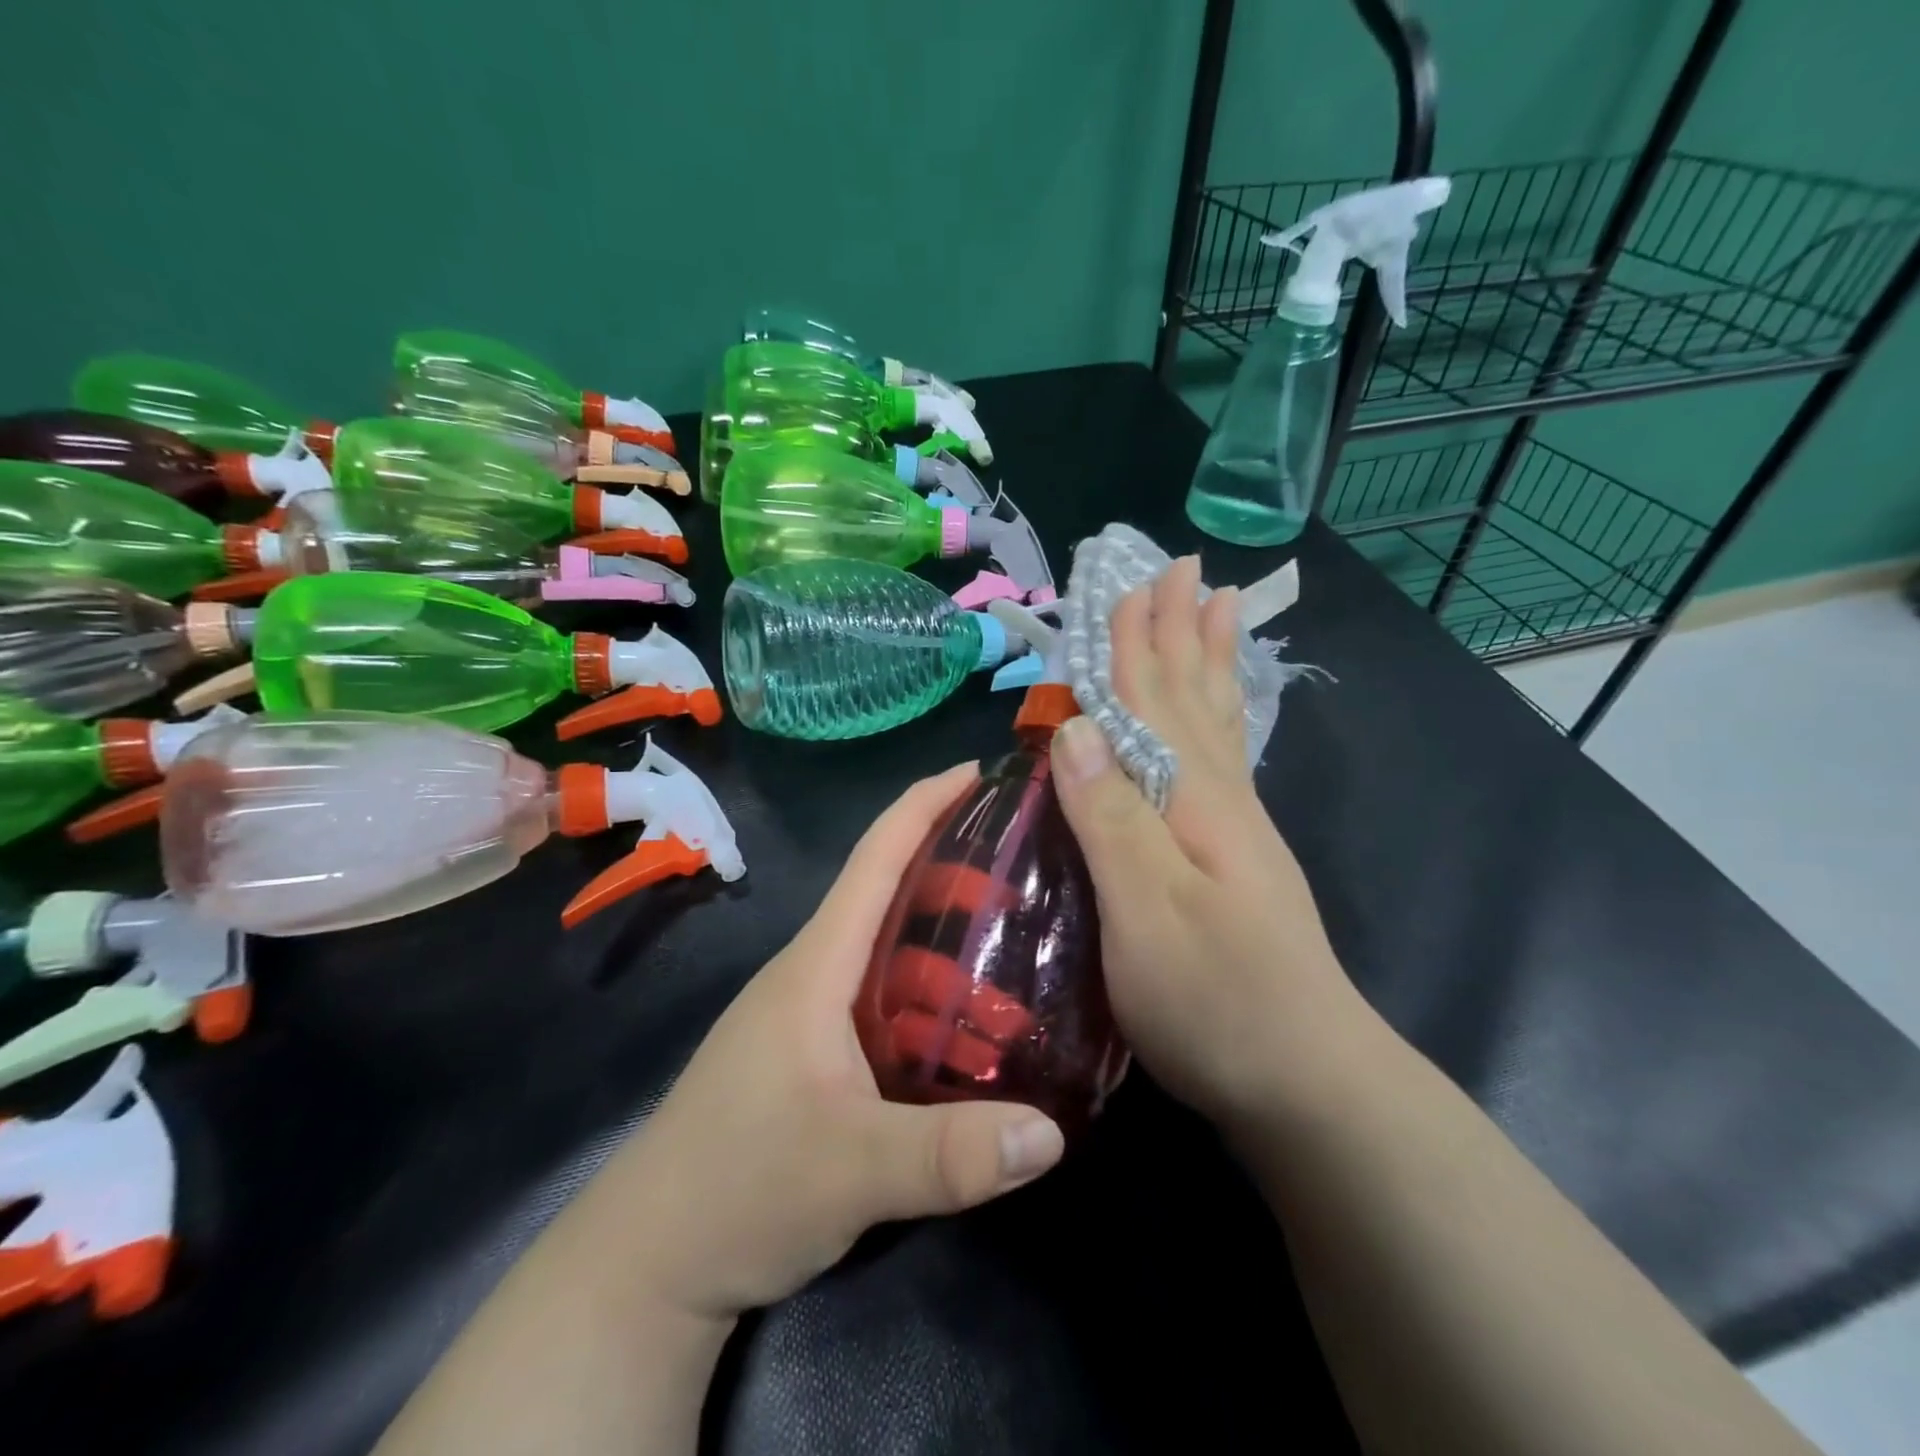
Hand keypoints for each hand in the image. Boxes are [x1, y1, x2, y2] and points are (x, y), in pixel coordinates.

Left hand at [604, 765, 1065, 1323]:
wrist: (649, 1259)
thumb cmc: (738, 1189)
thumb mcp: (852, 1172)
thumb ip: (950, 1154)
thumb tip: (1053, 1135)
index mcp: (817, 964)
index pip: (875, 857)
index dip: (924, 803)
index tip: (978, 771)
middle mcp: (813, 970)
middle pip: (887, 888)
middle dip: (952, 856)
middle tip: (1028, 855)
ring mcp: (809, 1010)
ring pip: (886, 941)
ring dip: (942, 919)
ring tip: (1017, 921)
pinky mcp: (813, 1048)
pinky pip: (882, 987)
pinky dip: (929, 976)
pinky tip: (970, 1006)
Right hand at [1050, 555, 1377, 1124]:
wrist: (1305, 1082)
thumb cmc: (1214, 1000)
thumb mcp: (1146, 913)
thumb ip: (1112, 819)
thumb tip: (1076, 727)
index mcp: (1193, 800)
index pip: (1153, 701)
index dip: (1136, 643)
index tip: (1132, 581)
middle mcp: (1220, 798)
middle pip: (1192, 697)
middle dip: (1180, 631)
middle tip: (1184, 569)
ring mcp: (1235, 829)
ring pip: (1216, 723)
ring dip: (1208, 663)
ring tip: (1218, 610)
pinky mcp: (1235, 860)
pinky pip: (1222, 761)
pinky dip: (1217, 720)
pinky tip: (1216, 718)